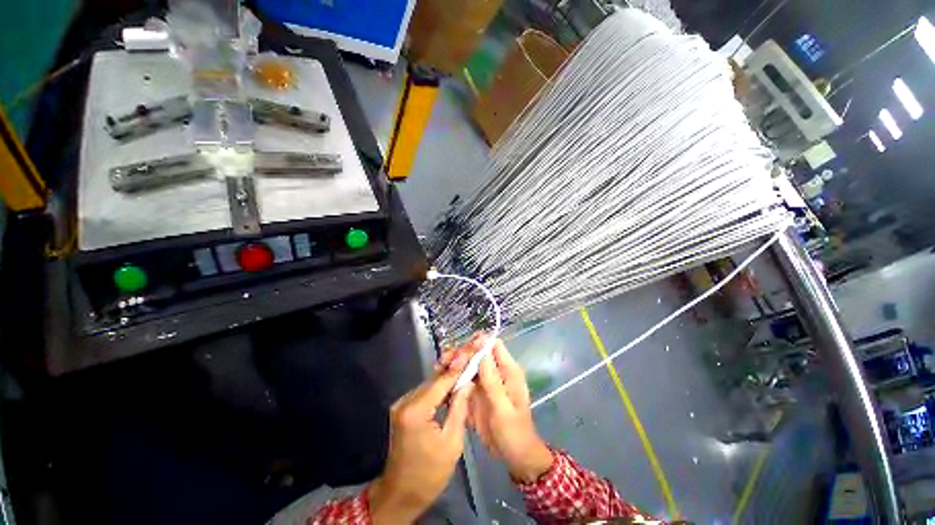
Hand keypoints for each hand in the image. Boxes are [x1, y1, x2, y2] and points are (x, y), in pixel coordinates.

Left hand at [368, 368, 473, 523]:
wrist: (402, 493)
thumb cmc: (430, 473)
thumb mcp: (452, 442)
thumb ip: (459, 407)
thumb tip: (468, 382)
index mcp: (416, 411)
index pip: (442, 381)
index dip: (459, 366)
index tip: (472, 352)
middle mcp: (405, 402)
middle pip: (434, 380)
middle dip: (454, 369)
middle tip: (471, 356)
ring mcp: (401, 404)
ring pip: (429, 384)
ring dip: (447, 377)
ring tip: (465, 367)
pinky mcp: (402, 409)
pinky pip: (424, 393)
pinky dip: (438, 388)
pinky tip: (452, 385)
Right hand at [448, 336, 553, 482]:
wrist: (513, 456)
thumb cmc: (514, 432)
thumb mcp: (503, 408)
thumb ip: (493, 381)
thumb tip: (482, 350)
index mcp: (507, 370)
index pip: (493, 345)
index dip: (478, 343)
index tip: (462, 351)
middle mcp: (495, 371)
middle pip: (477, 351)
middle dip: (461, 352)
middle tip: (446, 361)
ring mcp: (484, 381)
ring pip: (468, 363)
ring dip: (454, 362)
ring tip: (439, 367)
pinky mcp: (475, 392)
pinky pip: (462, 377)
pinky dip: (452, 375)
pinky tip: (440, 377)